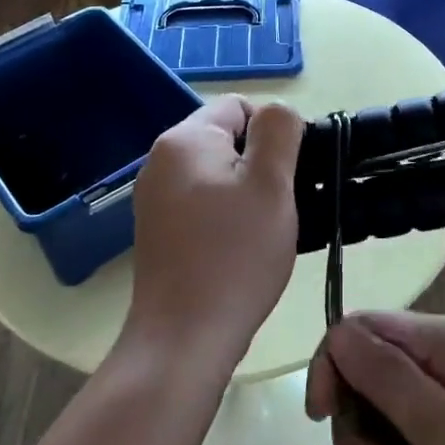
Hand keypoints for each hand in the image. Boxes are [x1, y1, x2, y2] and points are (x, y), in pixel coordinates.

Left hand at [125, 96, 305, 374]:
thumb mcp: (271, 183)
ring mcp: (154, 197)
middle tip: (281, 204)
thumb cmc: (234, 255)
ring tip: (264, 229)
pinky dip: (226, 214)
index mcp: (185, 139)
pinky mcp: (157, 229)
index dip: (273, 132)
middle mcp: (160, 159)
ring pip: (217, 173)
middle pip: (227, 139)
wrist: (183, 338)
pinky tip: (240, 248)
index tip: (290, 173)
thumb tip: (277, 112)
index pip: (240, 106)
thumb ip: (279, 131)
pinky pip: (202, 202)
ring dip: (246, 192)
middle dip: (260, 164)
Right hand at [305, 312, 444, 444]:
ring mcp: (444, 408)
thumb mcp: (438, 424)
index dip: (331, 367)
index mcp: (437, 342)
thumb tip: (337, 333)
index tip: (322, 419)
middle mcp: (437, 365)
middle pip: (363, 381)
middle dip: (360, 432)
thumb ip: (383, 375)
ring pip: (378, 424)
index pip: (357, 330)